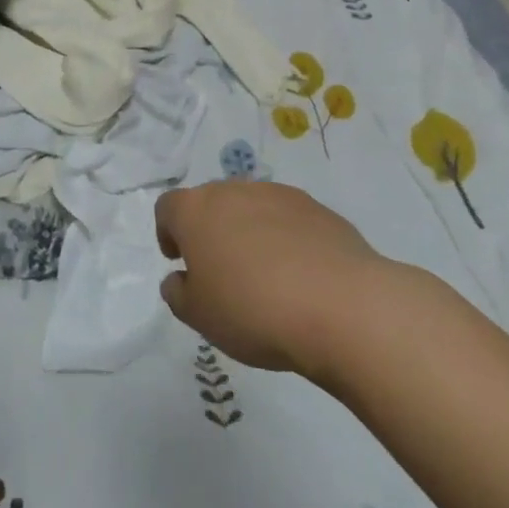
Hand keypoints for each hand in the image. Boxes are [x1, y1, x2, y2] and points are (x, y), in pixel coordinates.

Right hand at [156, 181, 387, 374]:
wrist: (340, 305)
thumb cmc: (253, 310)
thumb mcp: (200, 317)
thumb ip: (179, 293)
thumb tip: (179, 278)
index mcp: (196, 210)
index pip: (168, 207)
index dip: (168, 232)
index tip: (179, 261)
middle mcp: (233, 190)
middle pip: (211, 203)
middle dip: (211, 232)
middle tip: (222, 273)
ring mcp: (277, 194)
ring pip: (251, 208)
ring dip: (249, 233)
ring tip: (265, 277)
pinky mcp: (316, 208)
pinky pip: (289, 220)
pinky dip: (286, 239)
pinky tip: (300, 276)